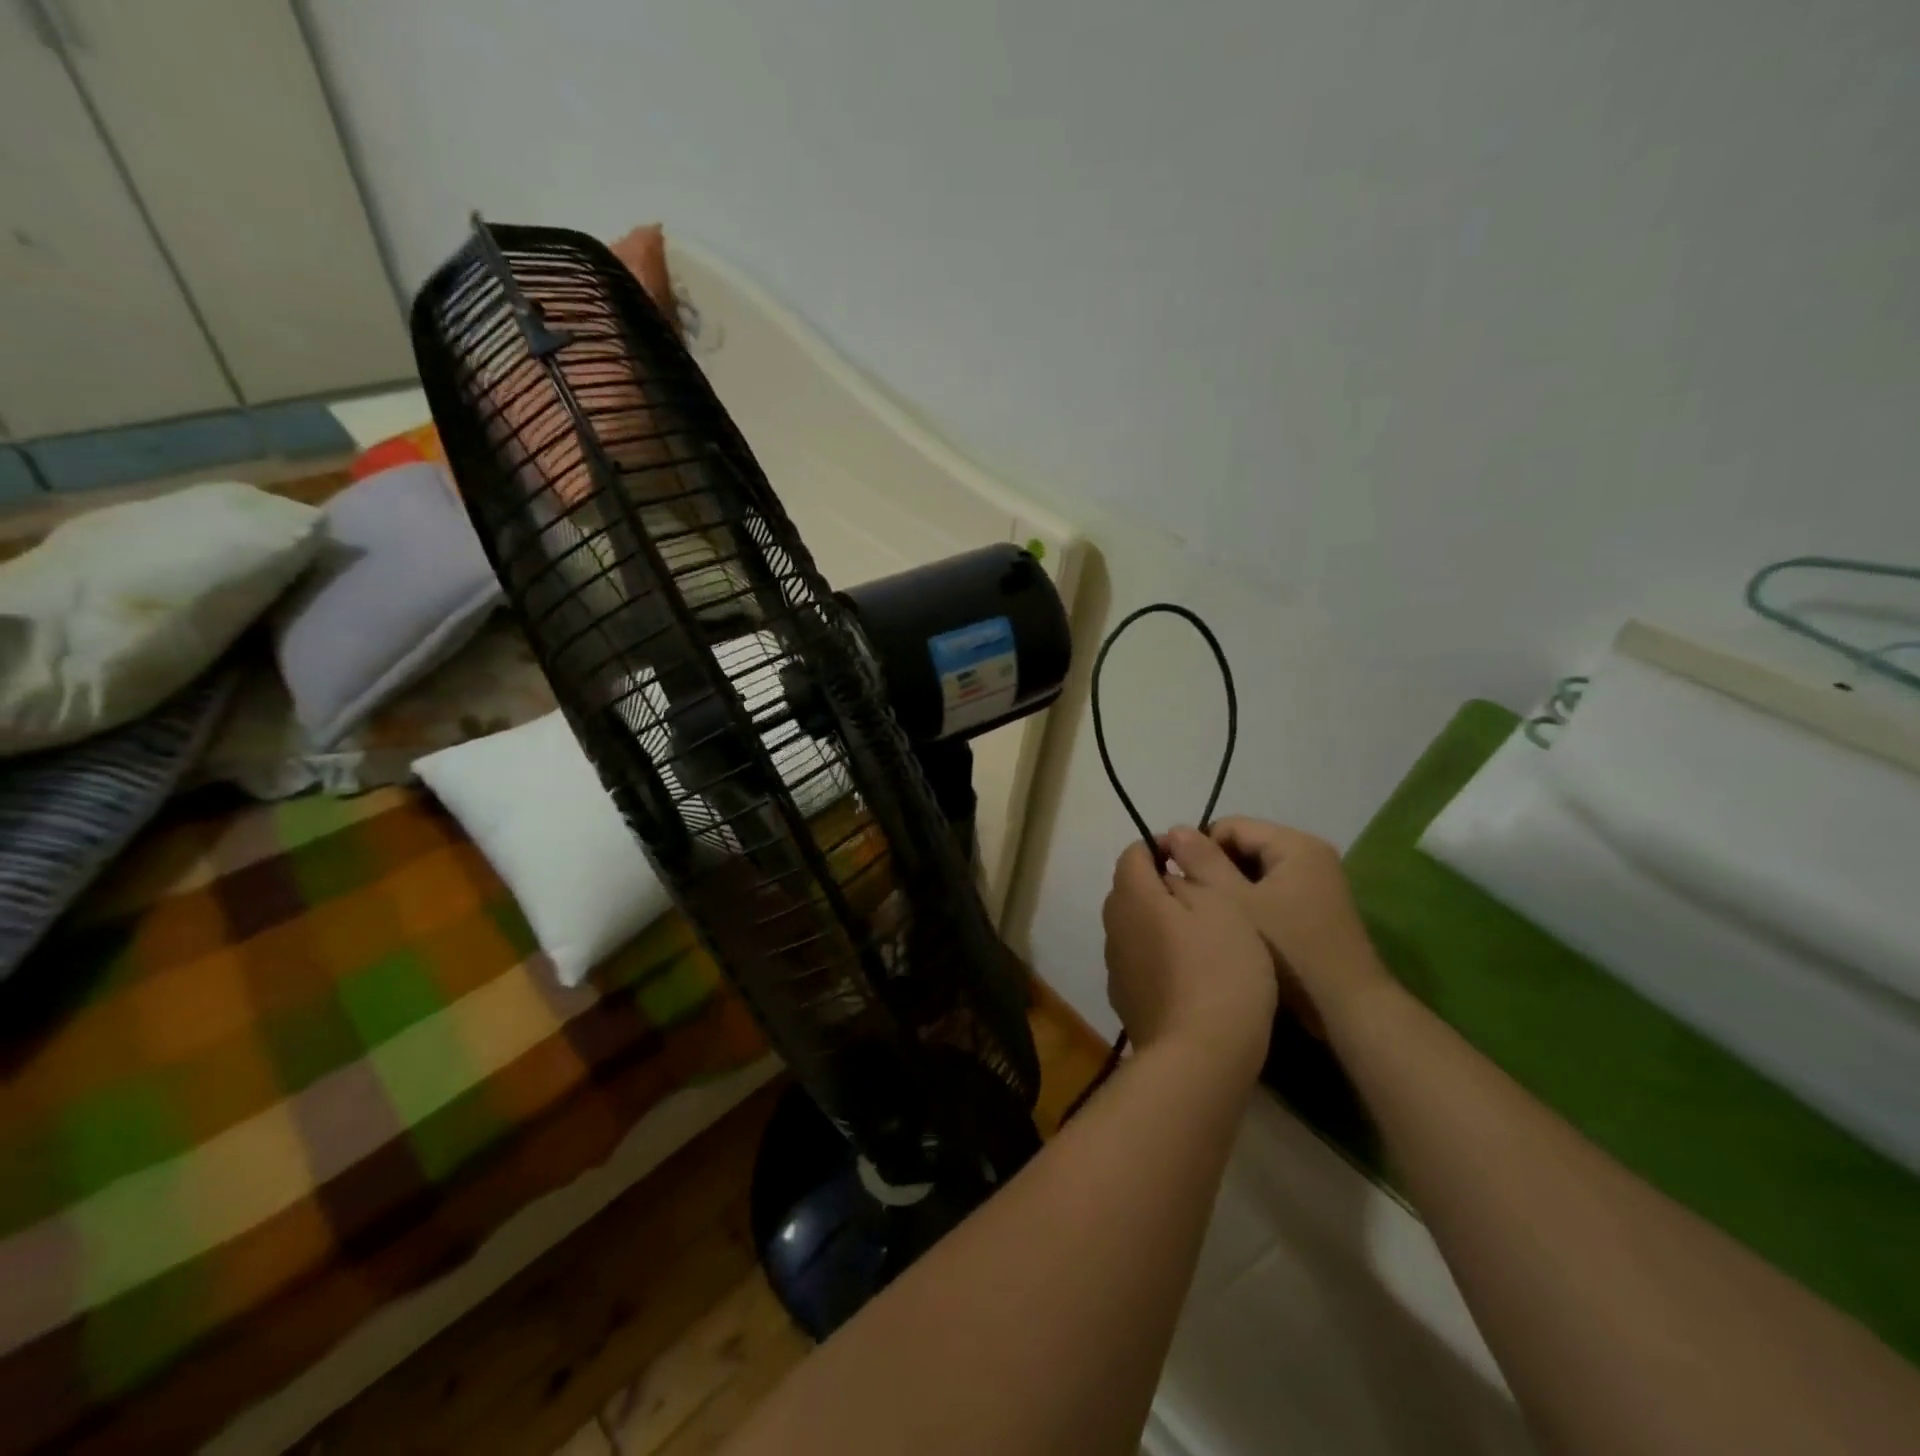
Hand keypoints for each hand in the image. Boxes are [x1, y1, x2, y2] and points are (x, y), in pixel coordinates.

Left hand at [1101, 841, 1276, 1073]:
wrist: (1200, 1056)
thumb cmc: (1220, 970)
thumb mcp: (1222, 907)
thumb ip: (1192, 877)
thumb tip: (1169, 871)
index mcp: (1132, 895)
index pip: (1134, 853)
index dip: (1161, 848)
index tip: (1194, 861)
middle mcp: (1113, 925)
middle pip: (1129, 890)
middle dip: (1160, 886)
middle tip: (1205, 901)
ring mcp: (1114, 965)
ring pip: (1133, 927)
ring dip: (1158, 924)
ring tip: (1201, 941)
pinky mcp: (1124, 999)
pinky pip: (1138, 961)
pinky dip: (1157, 957)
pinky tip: (1189, 978)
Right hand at [1162, 819, 1386, 1025]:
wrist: (1348, 1010)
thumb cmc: (1289, 951)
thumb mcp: (1235, 902)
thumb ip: (1202, 862)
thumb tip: (1175, 829)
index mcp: (1295, 845)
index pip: (1229, 826)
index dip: (1195, 847)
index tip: (1170, 876)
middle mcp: (1310, 855)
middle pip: (1243, 847)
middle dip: (1212, 869)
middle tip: (1186, 899)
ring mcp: (1317, 883)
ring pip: (1255, 872)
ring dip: (1228, 888)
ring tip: (1205, 915)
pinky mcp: (1316, 909)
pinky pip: (1271, 892)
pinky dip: (1248, 903)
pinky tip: (1232, 928)